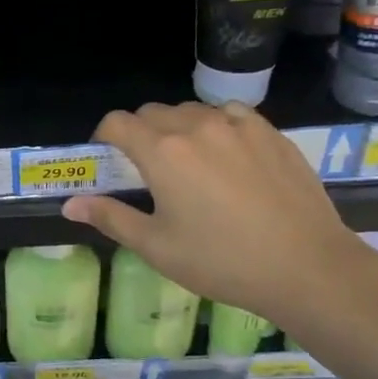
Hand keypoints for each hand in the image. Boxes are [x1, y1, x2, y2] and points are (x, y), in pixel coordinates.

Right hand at [63, 101, 370, 326]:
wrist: (307, 267)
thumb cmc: (222, 261)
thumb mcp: (157, 247)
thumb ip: (110, 217)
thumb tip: (70, 205)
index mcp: (162, 152)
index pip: (117, 122)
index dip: (104, 136)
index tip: (107, 159)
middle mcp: (196, 127)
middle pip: (152, 112)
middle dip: (139, 132)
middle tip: (146, 169)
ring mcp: (238, 125)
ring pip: (192, 111)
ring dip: (178, 127)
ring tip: (188, 162)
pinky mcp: (271, 133)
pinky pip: (231, 115)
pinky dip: (217, 126)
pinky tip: (228, 157)